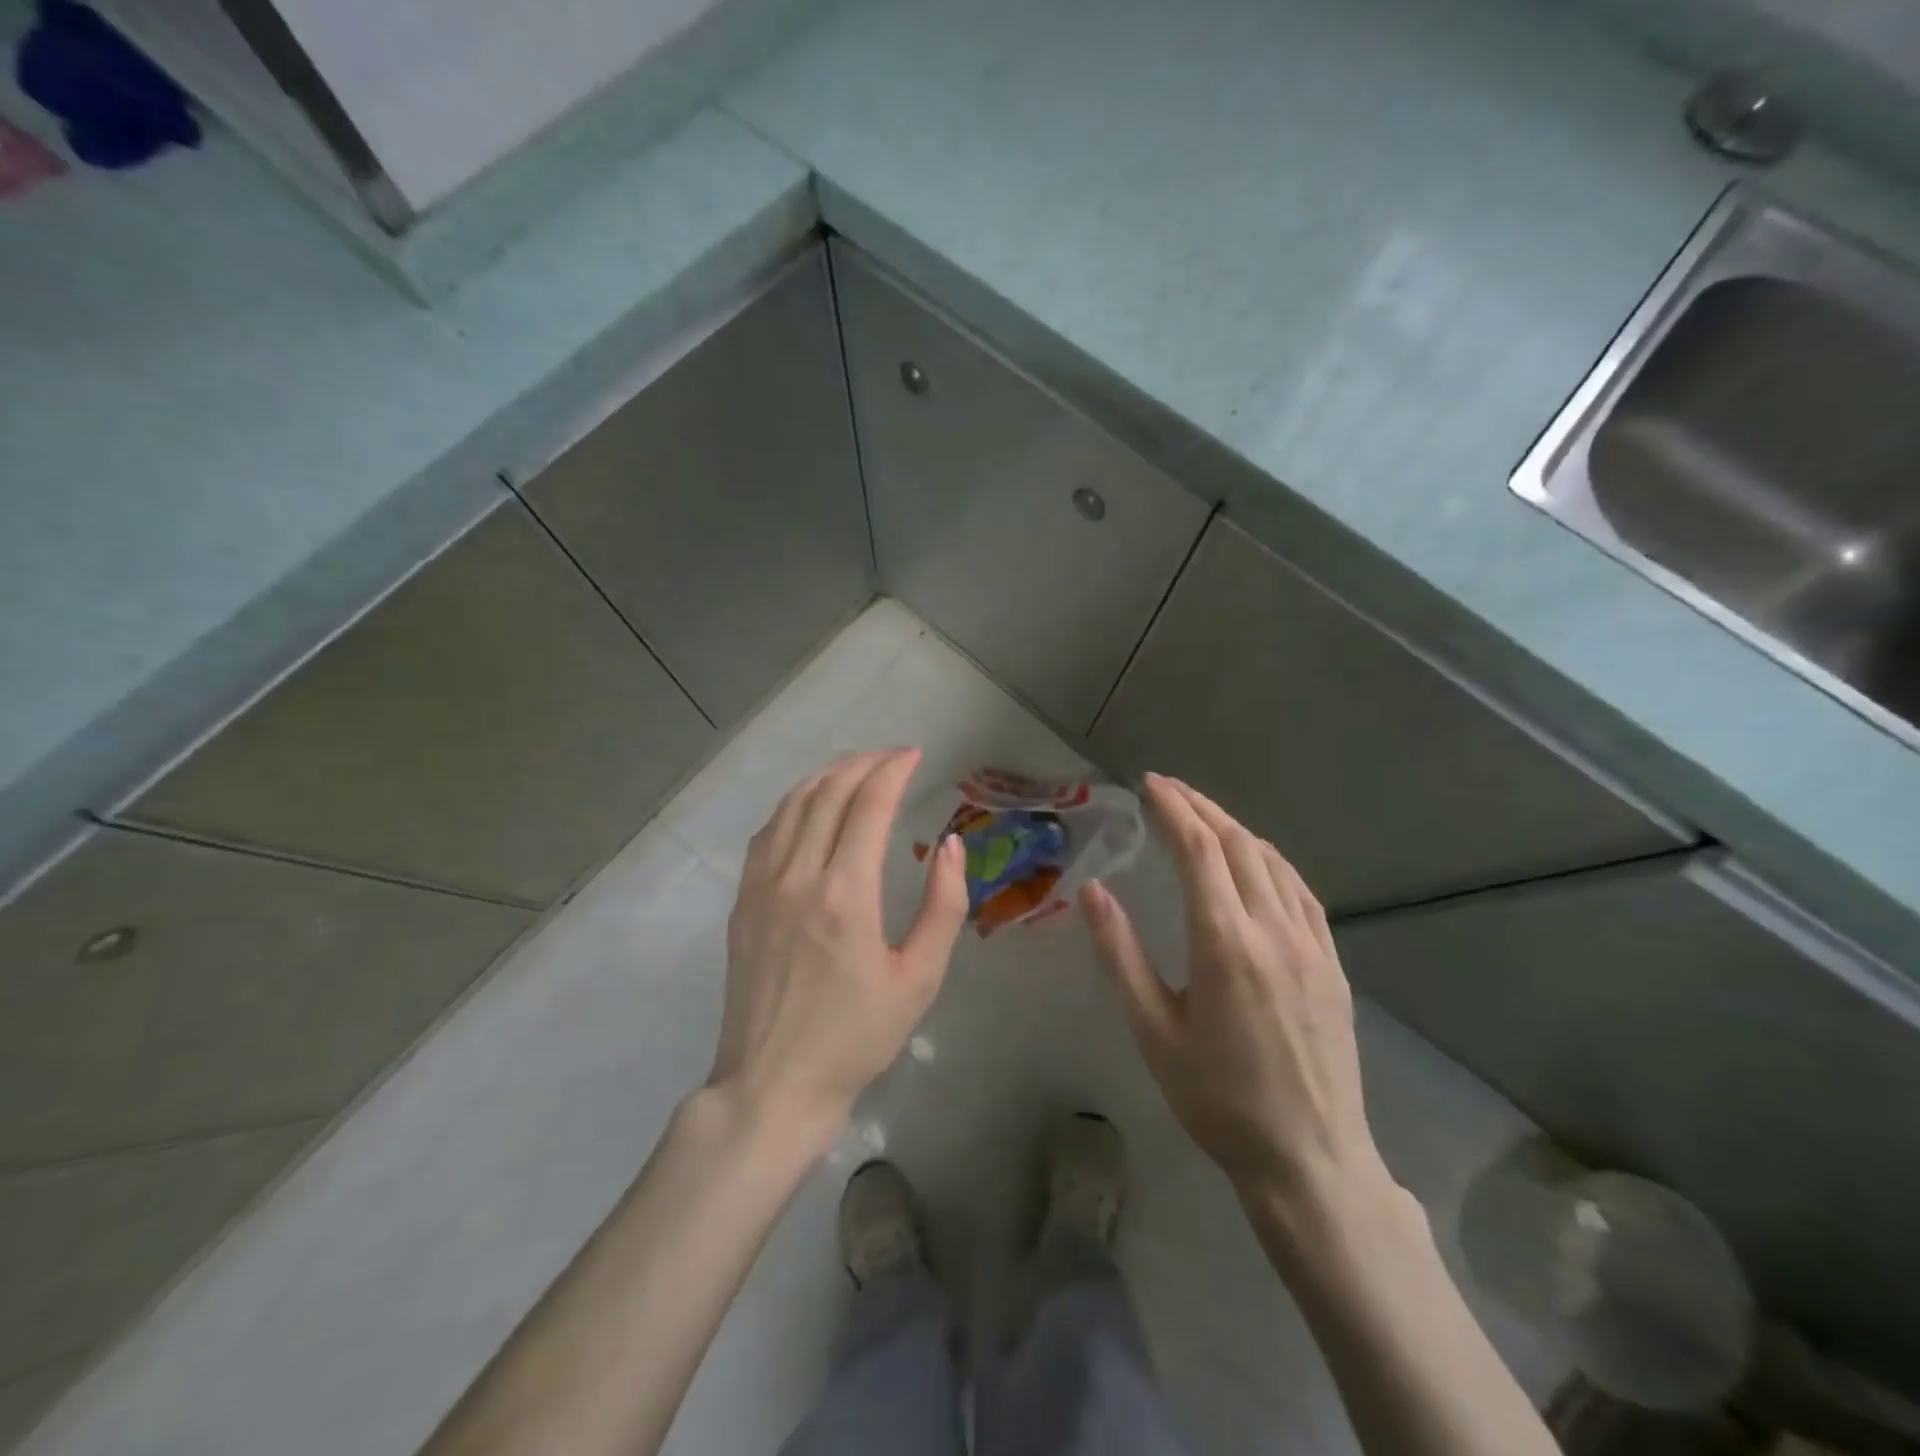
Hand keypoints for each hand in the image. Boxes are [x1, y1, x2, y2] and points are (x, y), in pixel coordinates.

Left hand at [708, 749, 968, 1150]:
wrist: (773, 1084)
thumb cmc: (856, 1038)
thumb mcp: (919, 979)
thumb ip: (943, 906)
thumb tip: (950, 845)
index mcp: (845, 894)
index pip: (869, 805)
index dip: (893, 770)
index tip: (915, 755)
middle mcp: (798, 876)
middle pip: (828, 793)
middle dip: (863, 763)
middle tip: (892, 757)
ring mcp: (761, 886)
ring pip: (792, 805)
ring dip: (827, 776)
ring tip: (856, 769)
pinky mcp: (742, 901)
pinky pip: (767, 832)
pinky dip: (794, 804)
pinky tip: (810, 805)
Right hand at [1080, 774, 1390, 1227]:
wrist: (1309, 1158)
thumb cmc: (1217, 1098)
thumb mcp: (1152, 1030)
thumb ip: (1119, 954)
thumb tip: (1093, 891)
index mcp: (1224, 941)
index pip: (1199, 850)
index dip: (1174, 809)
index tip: (1151, 783)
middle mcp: (1273, 929)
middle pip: (1237, 844)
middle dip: (1201, 808)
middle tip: (1169, 788)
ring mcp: (1311, 944)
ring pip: (1273, 862)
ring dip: (1235, 829)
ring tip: (1203, 816)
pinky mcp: (1331, 963)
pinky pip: (1301, 892)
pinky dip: (1271, 861)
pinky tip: (1257, 861)